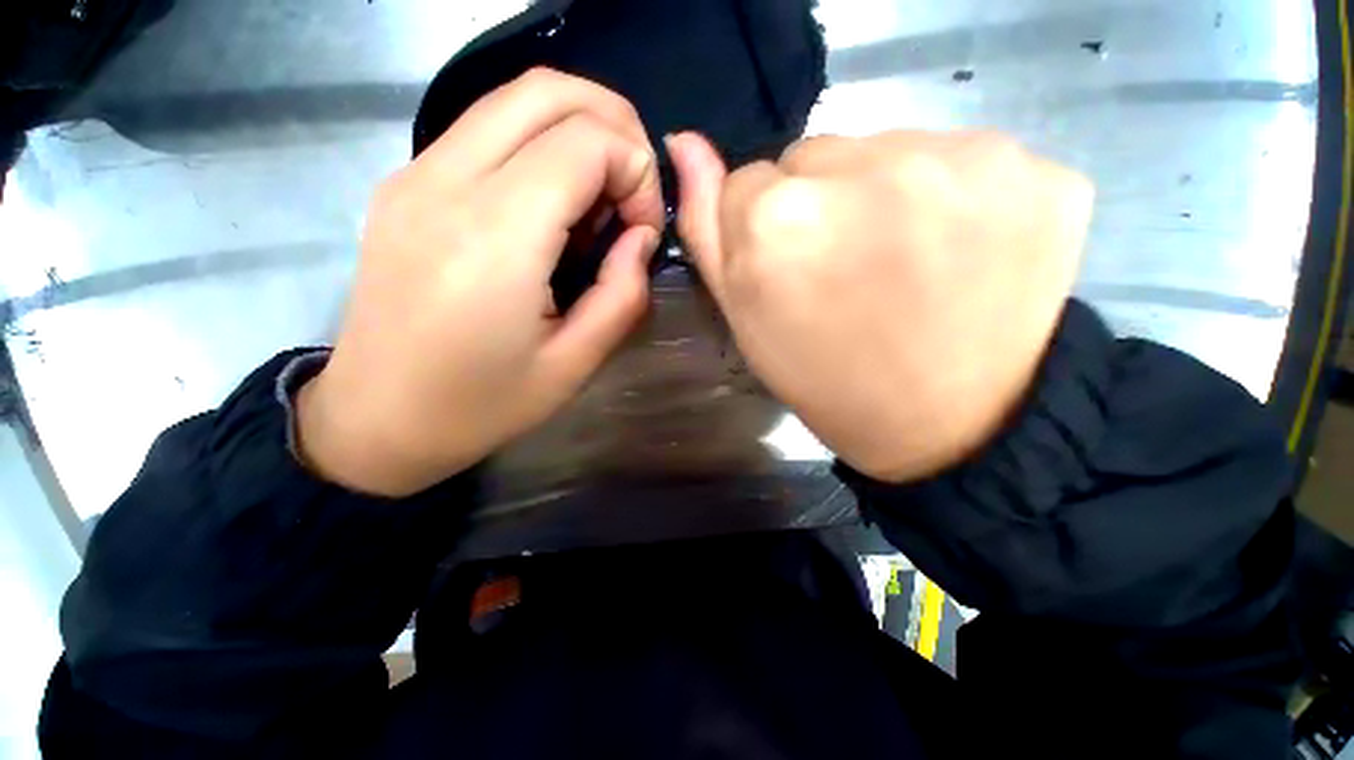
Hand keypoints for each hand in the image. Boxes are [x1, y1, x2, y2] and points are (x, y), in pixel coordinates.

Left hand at [299, 69, 664, 495]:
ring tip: (598, 202)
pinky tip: (552, 207)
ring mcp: (416, 173)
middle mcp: (448, 182)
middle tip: (633, 194)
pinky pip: (486, 127)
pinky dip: (540, 144)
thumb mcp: (575, 364)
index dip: (636, 172)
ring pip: (514, 96)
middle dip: (615, 126)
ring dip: (578, 130)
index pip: (587, 140)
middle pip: (548, 89)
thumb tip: (639, 237)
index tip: (642, 230)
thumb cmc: (482, 405)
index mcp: (496, 236)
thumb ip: (623, 294)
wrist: (376, 420)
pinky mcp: (406, 183)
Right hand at [668, 131, 1092, 482]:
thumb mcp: (745, 317)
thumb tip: (685, 144)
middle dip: (819, 204)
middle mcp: (865, 172)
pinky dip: (953, 195)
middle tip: (845, 271)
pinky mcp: (1036, 170)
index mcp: (778, 221)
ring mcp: (962, 163)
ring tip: (902, 263)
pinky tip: (960, 251)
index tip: (791, 271)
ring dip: (882, 194)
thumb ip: (707, 227)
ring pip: (886, 147)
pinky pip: (962, 157)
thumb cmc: (825, 377)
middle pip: (816, 154)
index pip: (750, 180)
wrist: (949, 427)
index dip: (765, 230)